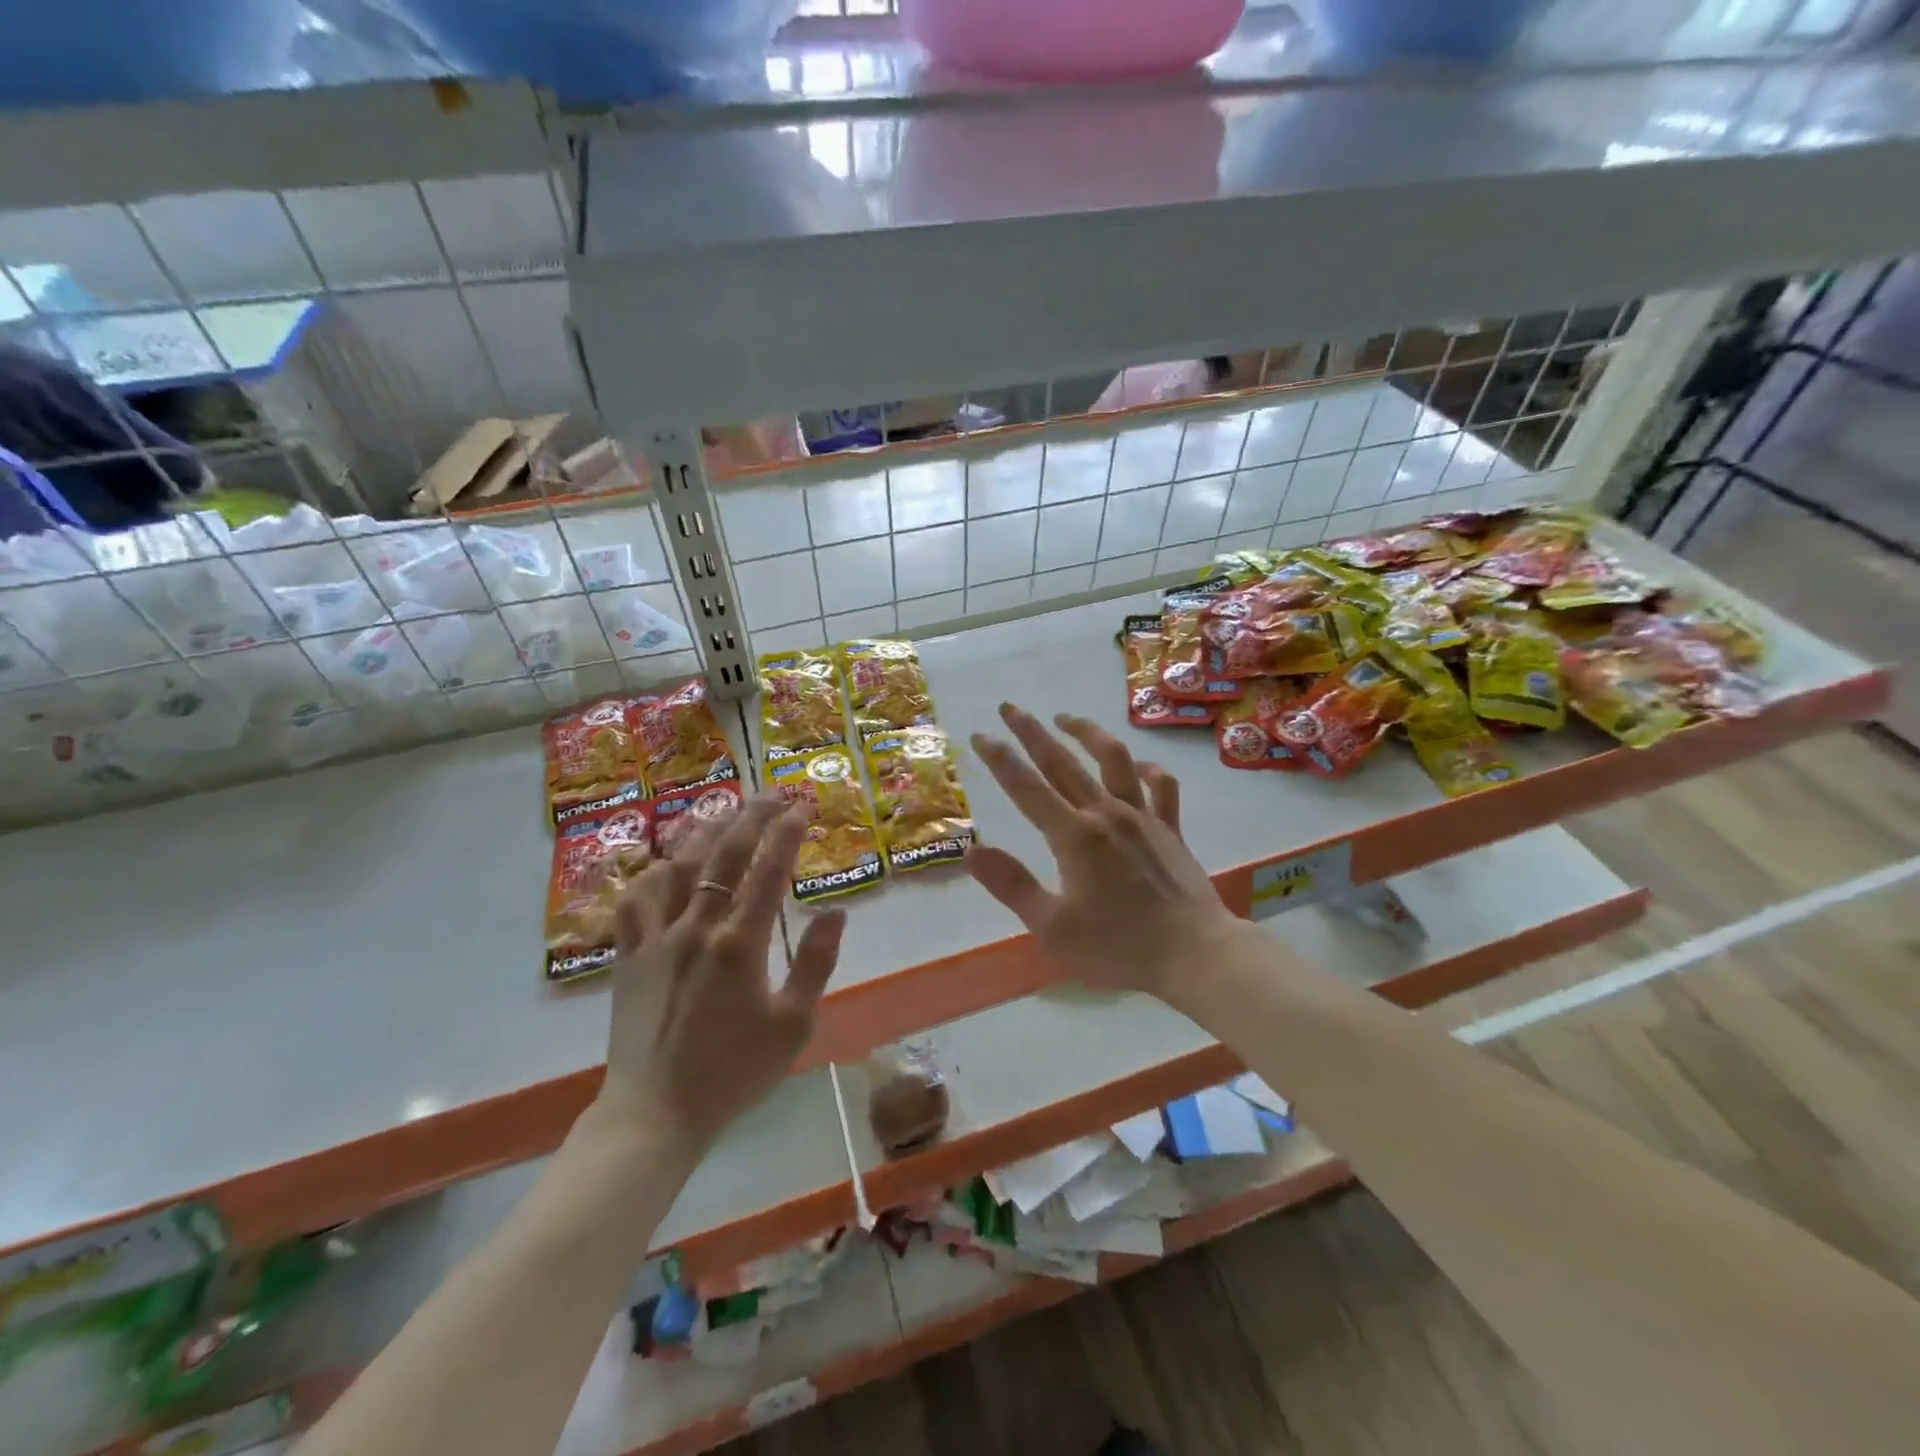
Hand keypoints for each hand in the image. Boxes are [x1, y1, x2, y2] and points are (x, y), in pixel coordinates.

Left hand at [591, 795, 845, 1156]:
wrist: (656, 1112)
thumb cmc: (733, 1071)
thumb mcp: (794, 1024)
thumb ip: (816, 962)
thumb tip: (836, 911)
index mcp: (740, 944)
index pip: (769, 870)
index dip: (788, 832)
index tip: (802, 807)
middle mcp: (697, 927)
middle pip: (725, 854)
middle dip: (751, 815)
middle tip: (771, 792)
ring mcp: (656, 937)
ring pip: (679, 866)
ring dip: (705, 832)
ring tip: (725, 812)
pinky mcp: (629, 954)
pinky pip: (636, 899)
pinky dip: (655, 873)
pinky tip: (668, 864)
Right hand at [965, 704, 1238, 997]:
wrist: (1196, 955)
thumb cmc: (1119, 948)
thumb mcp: (1053, 927)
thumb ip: (1012, 885)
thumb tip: (971, 851)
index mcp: (1074, 837)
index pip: (1027, 788)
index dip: (1001, 760)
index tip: (980, 735)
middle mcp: (1106, 814)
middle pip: (1063, 762)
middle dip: (1032, 733)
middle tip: (1010, 707)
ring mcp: (1143, 817)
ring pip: (1114, 759)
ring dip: (1087, 733)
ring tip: (1066, 718)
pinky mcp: (1171, 829)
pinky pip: (1162, 786)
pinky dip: (1148, 769)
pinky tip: (1138, 764)